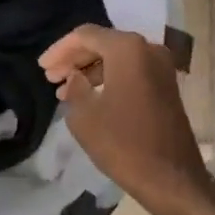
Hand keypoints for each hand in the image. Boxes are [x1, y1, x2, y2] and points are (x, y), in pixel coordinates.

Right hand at [39, 25, 214, 214]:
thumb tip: (76, 77)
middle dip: (74, 59)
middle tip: (51, 77)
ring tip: (65, 91)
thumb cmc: (123, 143)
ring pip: (117, 57)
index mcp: (128, 49)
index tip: (42, 67)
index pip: (85, 35)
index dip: (59, 50)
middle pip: (103, 43)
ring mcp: (162, 67)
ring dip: (90, 70)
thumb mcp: (84, 115)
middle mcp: (148, 49)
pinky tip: (90, 97)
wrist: (172, 179)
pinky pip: (131, 71)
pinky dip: (109, 78)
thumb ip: (74, 87)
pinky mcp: (166, 86)